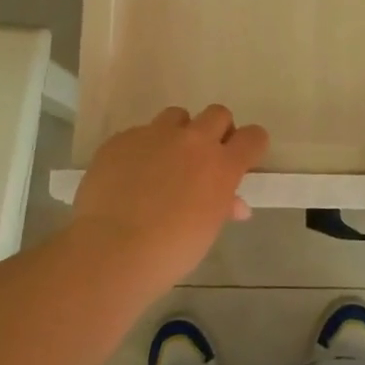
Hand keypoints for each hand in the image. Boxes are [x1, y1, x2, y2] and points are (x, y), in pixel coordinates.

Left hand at [72, 105, 268, 291]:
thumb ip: (222, 207)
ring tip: (164, 162)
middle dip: (216, 130)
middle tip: (204, 157)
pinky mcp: (122, 138)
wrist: (112, 248)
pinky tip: (129, 176)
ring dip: (177, 133)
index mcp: (221, 166)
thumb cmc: (170, 250)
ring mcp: (154, 135)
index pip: (252, 137)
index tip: (242, 157)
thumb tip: (234, 204)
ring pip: (176, 116)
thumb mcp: (206, 231)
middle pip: (217, 114)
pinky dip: (141, 150)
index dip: (250, 144)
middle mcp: (192, 141)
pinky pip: (139, 134)